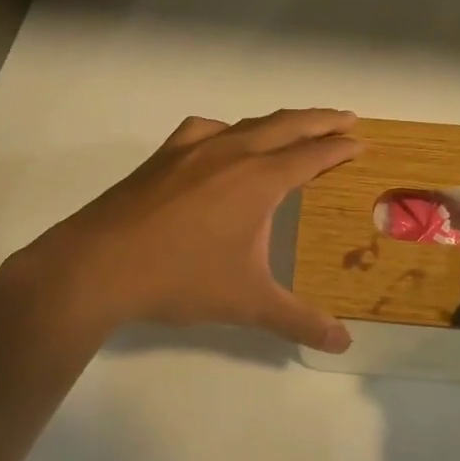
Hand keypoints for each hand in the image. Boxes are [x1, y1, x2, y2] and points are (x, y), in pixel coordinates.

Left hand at [17, 109, 361, 351]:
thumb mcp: (247, 303)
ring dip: (279, 122)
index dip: (339, 147)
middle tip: (347, 117)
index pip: (312, 155)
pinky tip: (223, 142)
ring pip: (248, 123)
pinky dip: (228, 130)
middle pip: (286, 125)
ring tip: (295, 128)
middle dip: (321, 120)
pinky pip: (206, 130)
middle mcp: (231, 153)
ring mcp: (193, 150)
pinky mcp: (164, 156)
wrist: (99, 266)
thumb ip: (298, 321)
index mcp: (259, 180)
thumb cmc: (180, 279)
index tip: (360, 141)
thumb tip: (343, 343)